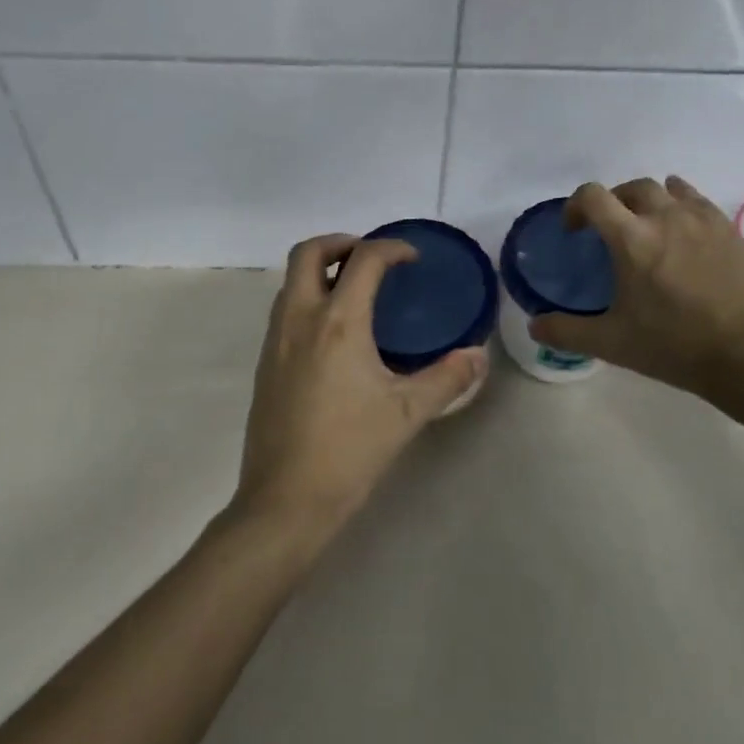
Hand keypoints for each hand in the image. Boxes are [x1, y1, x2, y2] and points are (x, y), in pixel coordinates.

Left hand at [231, 233, 487, 543]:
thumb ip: (447, 379)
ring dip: (321, 269)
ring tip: (355, 290)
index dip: (391, 248)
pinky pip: (284, 308)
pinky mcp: (266, 363)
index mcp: (338, 322)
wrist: (285, 501)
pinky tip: (334, 333)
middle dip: (341, 242)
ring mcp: (276, 340)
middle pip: (308, 253)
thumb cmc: (349, 451)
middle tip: (372, 259)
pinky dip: (308, 297)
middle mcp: (300, 319)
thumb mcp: (407, 413)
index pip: (363, 259)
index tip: (411, 258)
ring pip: (290, 280)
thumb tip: (478, 356)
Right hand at [528, 177, 743, 403]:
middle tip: (610, 229)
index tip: (574, 230)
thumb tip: (534, 326)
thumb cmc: (673, 345)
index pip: (593, 196)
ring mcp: (702, 220)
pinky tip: (684, 230)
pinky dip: (683, 205)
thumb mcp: (611, 343)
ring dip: (649, 200)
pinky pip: (699, 201)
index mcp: (631, 238)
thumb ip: (566, 332)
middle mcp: (665, 217)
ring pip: (669, 188)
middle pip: (631, 187)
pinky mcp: (730, 231)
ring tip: (648, 224)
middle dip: (614, 202)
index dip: (576, 206)